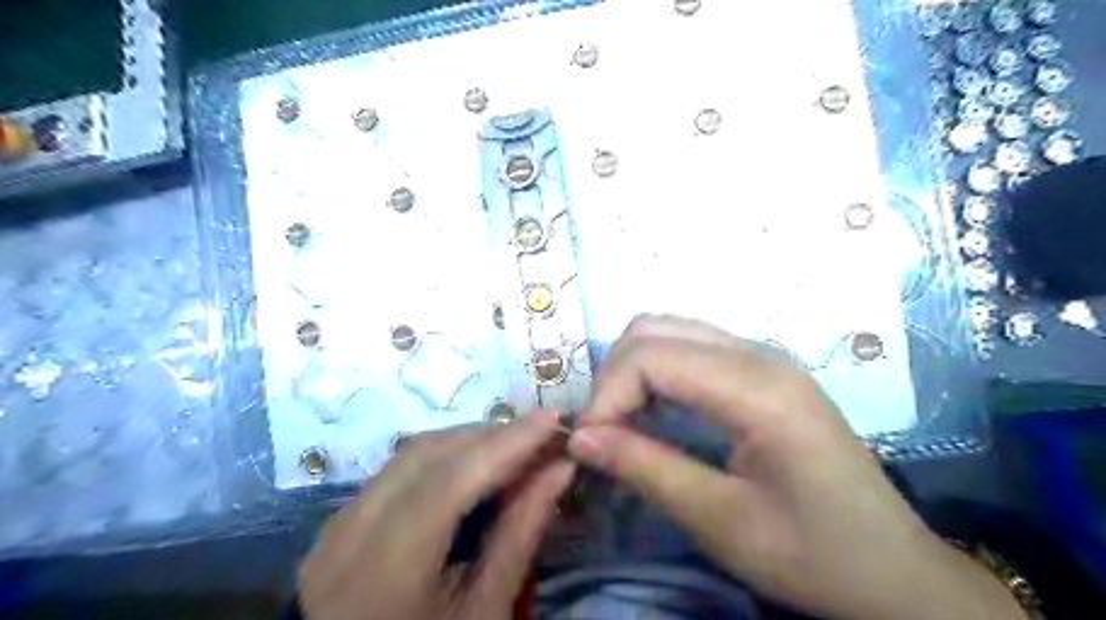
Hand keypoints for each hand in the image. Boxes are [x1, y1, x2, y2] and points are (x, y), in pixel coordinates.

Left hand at [301, 413, 574, 619]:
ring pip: (410, 455)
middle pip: (427, 454)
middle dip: (490, 436)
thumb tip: (560, 469)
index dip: (507, 443)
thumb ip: (520, 533)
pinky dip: (443, 458)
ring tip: (516, 446)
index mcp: (385, 571)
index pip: (451, 479)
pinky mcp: (339, 523)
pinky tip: (475, 465)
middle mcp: (349, 535)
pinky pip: (397, 470)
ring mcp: (337, 526)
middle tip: (541, 436)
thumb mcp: (487, 611)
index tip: (553, 420)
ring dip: (467, 442)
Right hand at [569, 318, 1027, 617]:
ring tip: (624, 423)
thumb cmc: (814, 554)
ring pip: (670, 331)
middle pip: (655, 329)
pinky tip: (656, 412)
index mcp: (757, 388)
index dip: (606, 394)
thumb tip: (579, 438)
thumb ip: (644, 468)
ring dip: (633, 370)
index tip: (587, 443)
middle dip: (614, 375)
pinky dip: (657, 372)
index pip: (651, 355)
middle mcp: (760, 354)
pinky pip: (691, 348)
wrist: (895, 570)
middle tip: (602, 432)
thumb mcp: (720, 521)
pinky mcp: (763, 371)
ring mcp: (764, 357)